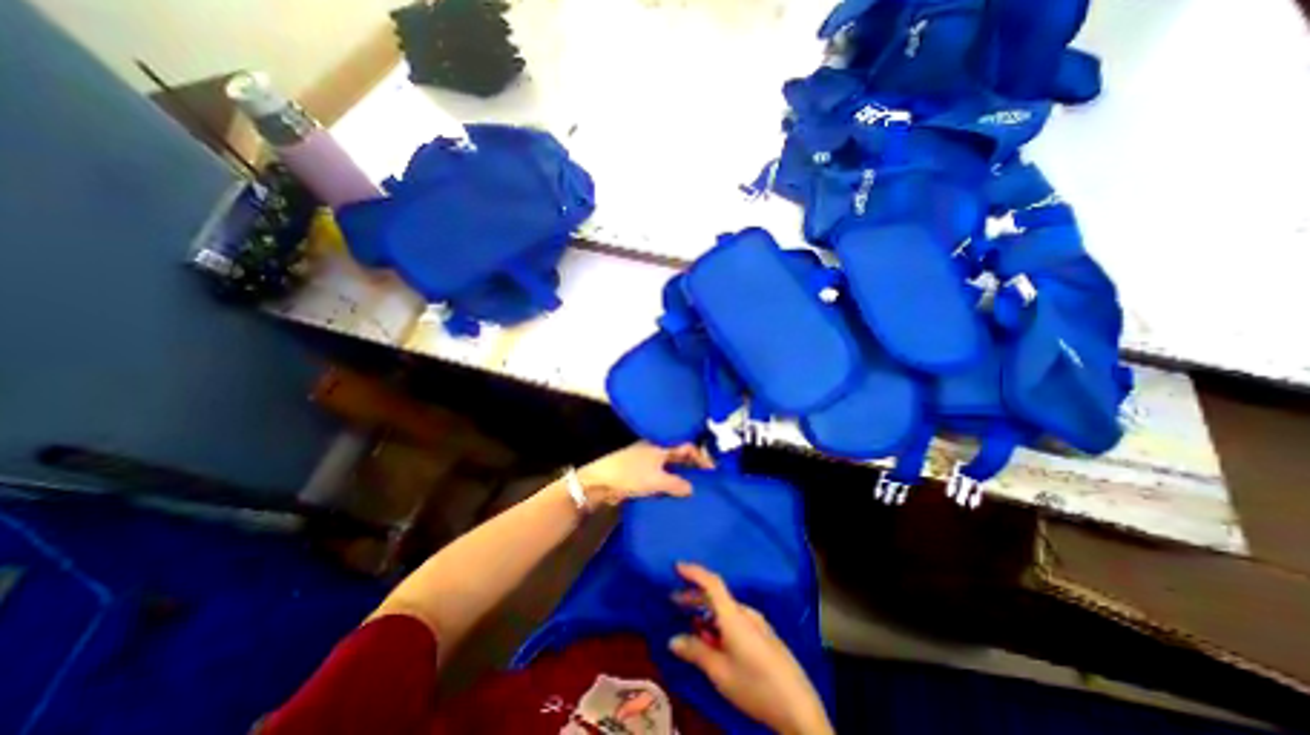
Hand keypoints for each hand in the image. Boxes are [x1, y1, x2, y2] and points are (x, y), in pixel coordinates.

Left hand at [574, 442, 712, 511]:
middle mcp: (658, 449)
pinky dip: (671, 483)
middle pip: (681, 455)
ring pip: (672, 466)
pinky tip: (676, 494)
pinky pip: (662, 475)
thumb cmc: (630, 474)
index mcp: (662, 445)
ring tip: (695, 490)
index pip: (688, 447)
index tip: (713, 471)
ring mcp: (649, 460)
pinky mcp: (642, 472)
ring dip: (682, 476)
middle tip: (706, 481)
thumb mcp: (656, 480)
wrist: (600, 480)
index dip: (701, 458)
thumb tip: (692, 489)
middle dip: (693, 467)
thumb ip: (677, 484)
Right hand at [671, 567, 833, 730]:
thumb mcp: (720, 671)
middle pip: (717, 596)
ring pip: (726, 610)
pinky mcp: (764, 636)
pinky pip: (736, 621)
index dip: (694, 572)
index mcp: (734, 615)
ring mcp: (757, 624)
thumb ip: (696, 651)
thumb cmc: (755, 684)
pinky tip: (714, 640)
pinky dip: (719, 624)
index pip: (712, 583)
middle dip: (695, 596)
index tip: (677, 566)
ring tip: (691, 625)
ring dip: (707, 613)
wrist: (798, 708)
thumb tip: (673, 640)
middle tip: (675, 601)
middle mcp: (746, 613)